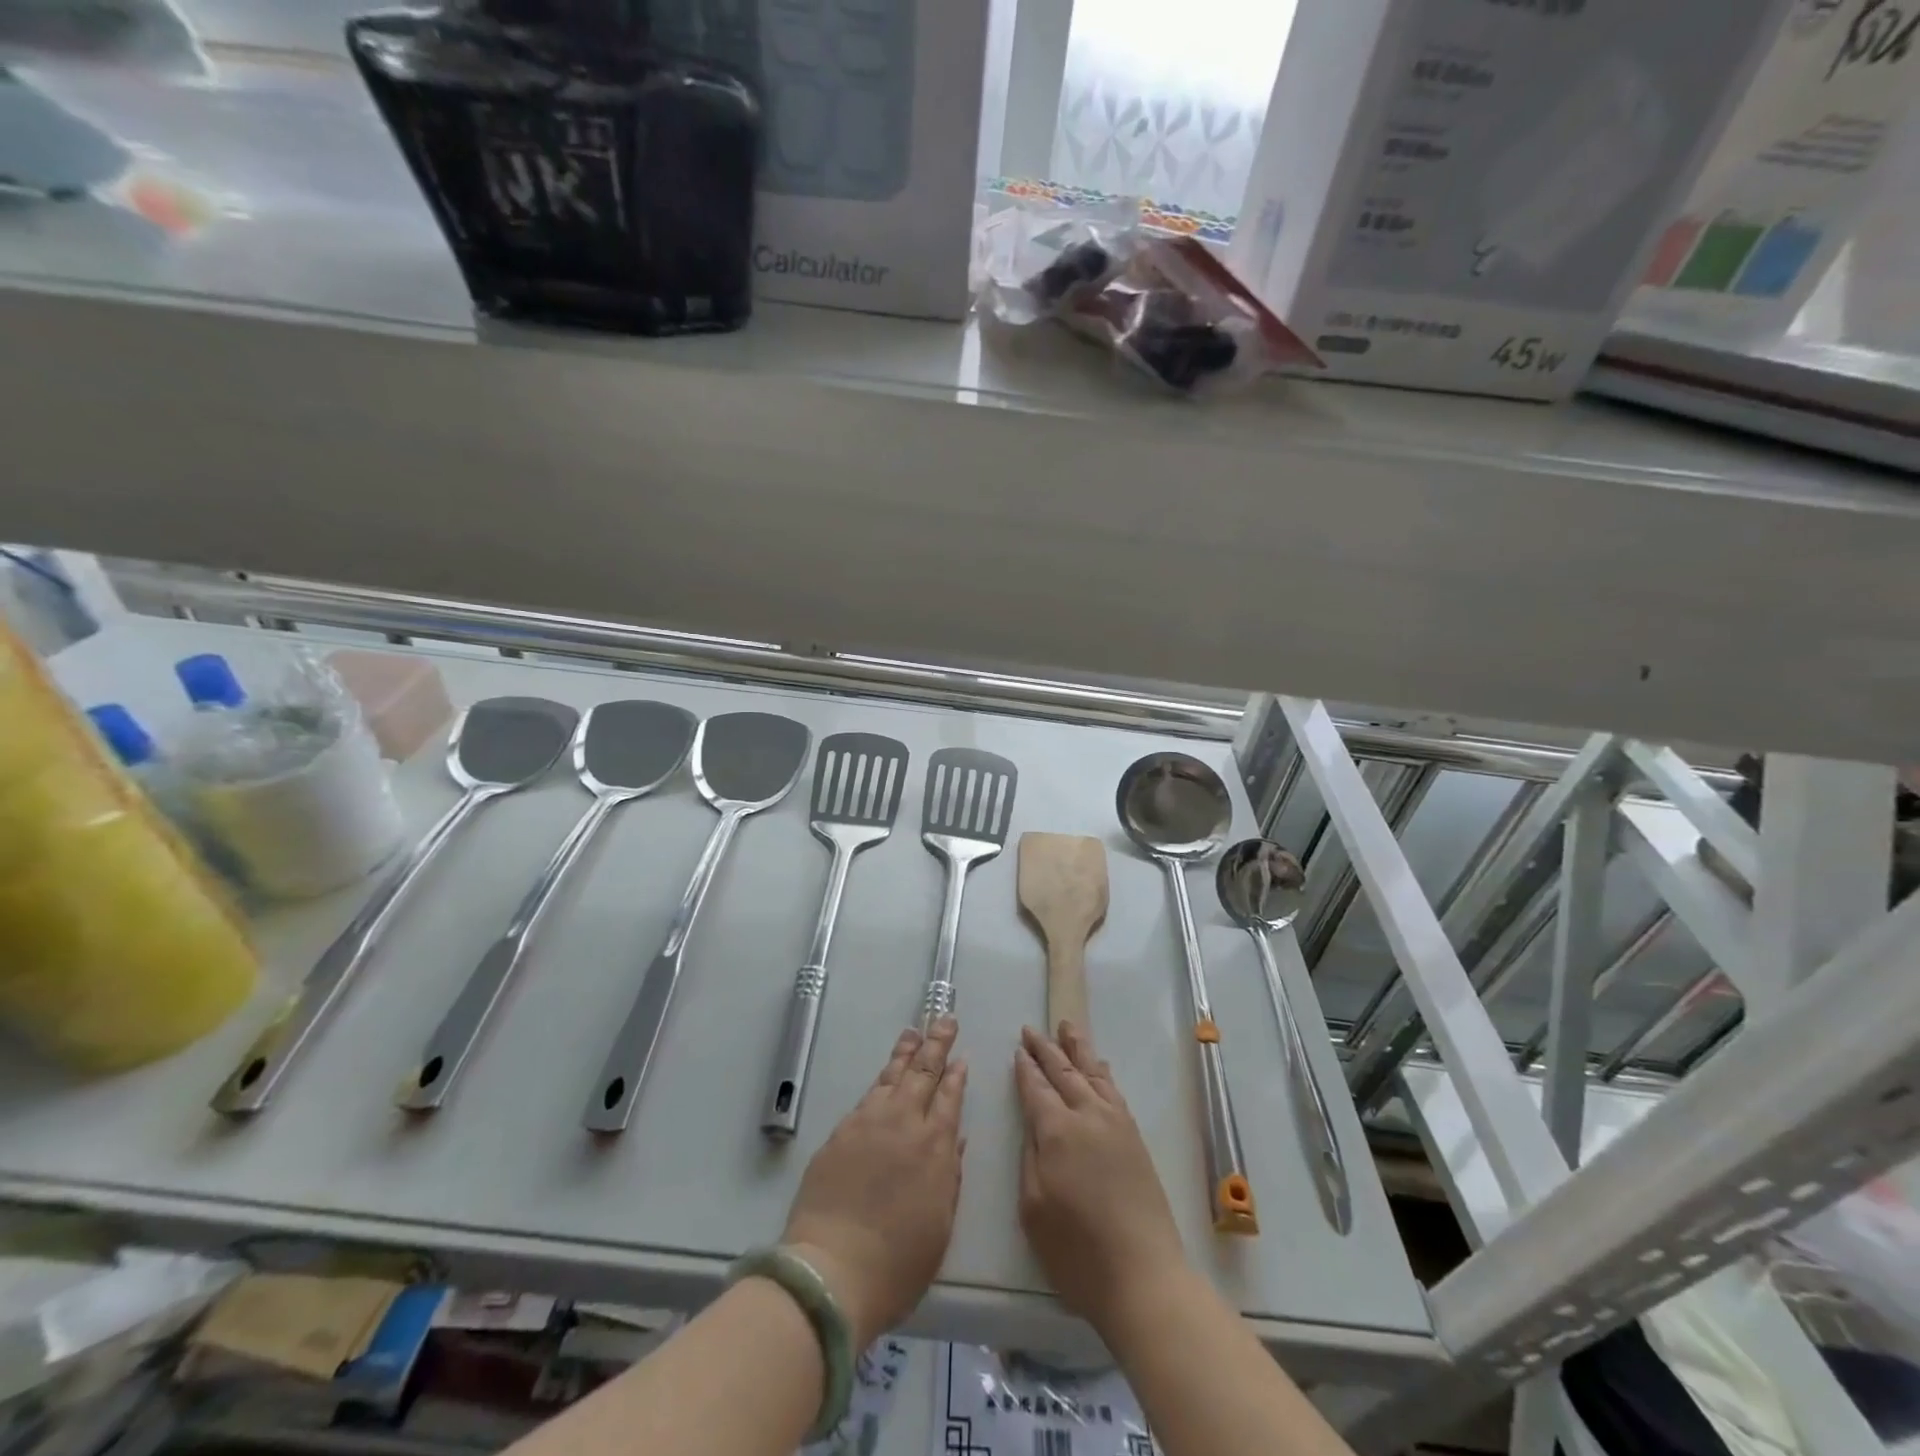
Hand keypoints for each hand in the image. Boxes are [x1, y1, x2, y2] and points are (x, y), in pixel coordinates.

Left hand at [781, 1018, 967, 1347]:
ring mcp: (869, 1123)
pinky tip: (884, 1076)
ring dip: (906, 1052)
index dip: (956, 1075)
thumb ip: (950, 1177)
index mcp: (935, 1146)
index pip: (950, 1097)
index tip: (961, 1057)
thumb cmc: (897, 1263)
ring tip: (914, 1032)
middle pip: (923, 1072)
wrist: (833, 1270)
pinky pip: (868, 1095)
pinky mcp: (841, 1132)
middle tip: (944, 1020)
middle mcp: (904, 1123)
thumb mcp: (940, 1226)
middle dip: (936, 1044)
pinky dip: (881, 1079)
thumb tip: (957, 1140)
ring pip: (892, 1075)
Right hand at [1015, 1023, 1185, 1330]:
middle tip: (1031, 1030)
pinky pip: (1113, 1090)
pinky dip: (1101, 1071)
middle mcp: (1087, 1115)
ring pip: (1092, 1072)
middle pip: (1063, 1071)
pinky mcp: (1134, 1137)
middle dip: (1045, 1049)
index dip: (1025, 1069)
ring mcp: (1115, 1123)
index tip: (1017, 1050)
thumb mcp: (1033, 1209)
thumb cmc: (1077, 1252)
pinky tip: (1098, 1065)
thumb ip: (1030, 1158)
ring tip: (1066, 1026)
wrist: (1144, 1276)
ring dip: (1076, 1048)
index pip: (1036, 1088)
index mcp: (1057, 1131)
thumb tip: (1033, 1127)